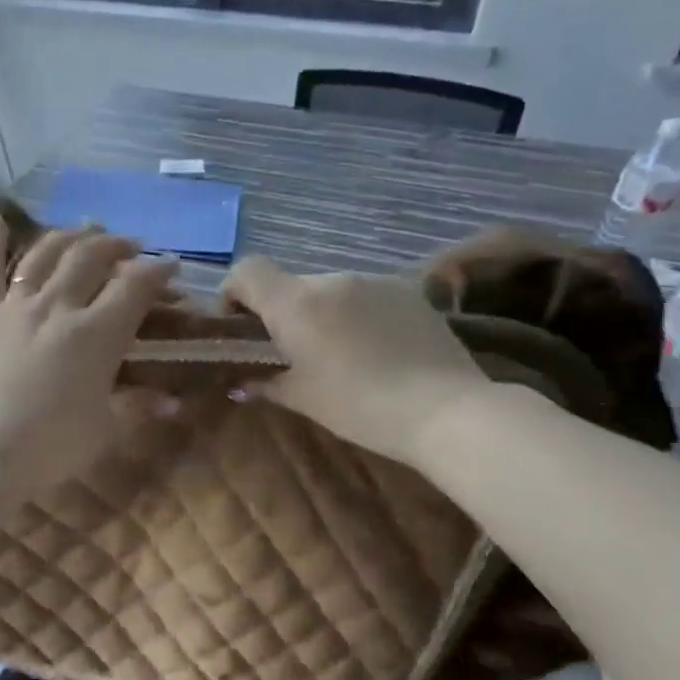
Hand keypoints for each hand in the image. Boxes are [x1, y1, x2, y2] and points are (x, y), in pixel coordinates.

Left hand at [0, 218, 179, 501]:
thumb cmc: (47, 448)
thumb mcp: (103, 431)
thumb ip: (137, 408)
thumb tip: (173, 403)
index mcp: (95, 334)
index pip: (134, 287)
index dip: (157, 272)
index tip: (171, 267)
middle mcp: (56, 306)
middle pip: (90, 258)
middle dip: (116, 245)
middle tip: (131, 246)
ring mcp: (13, 307)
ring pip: (44, 254)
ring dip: (69, 236)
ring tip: (86, 229)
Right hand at [221, 257, 490, 464]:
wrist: (445, 409)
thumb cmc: (359, 406)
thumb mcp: (304, 399)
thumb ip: (266, 384)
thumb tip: (240, 385)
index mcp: (295, 303)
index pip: (247, 270)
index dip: (234, 292)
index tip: (241, 326)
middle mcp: (330, 280)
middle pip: (290, 285)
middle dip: (283, 312)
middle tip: (293, 353)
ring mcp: (373, 282)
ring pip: (330, 291)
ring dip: (323, 314)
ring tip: (341, 355)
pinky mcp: (408, 292)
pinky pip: (366, 297)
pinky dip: (358, 316)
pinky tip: (377, 351)